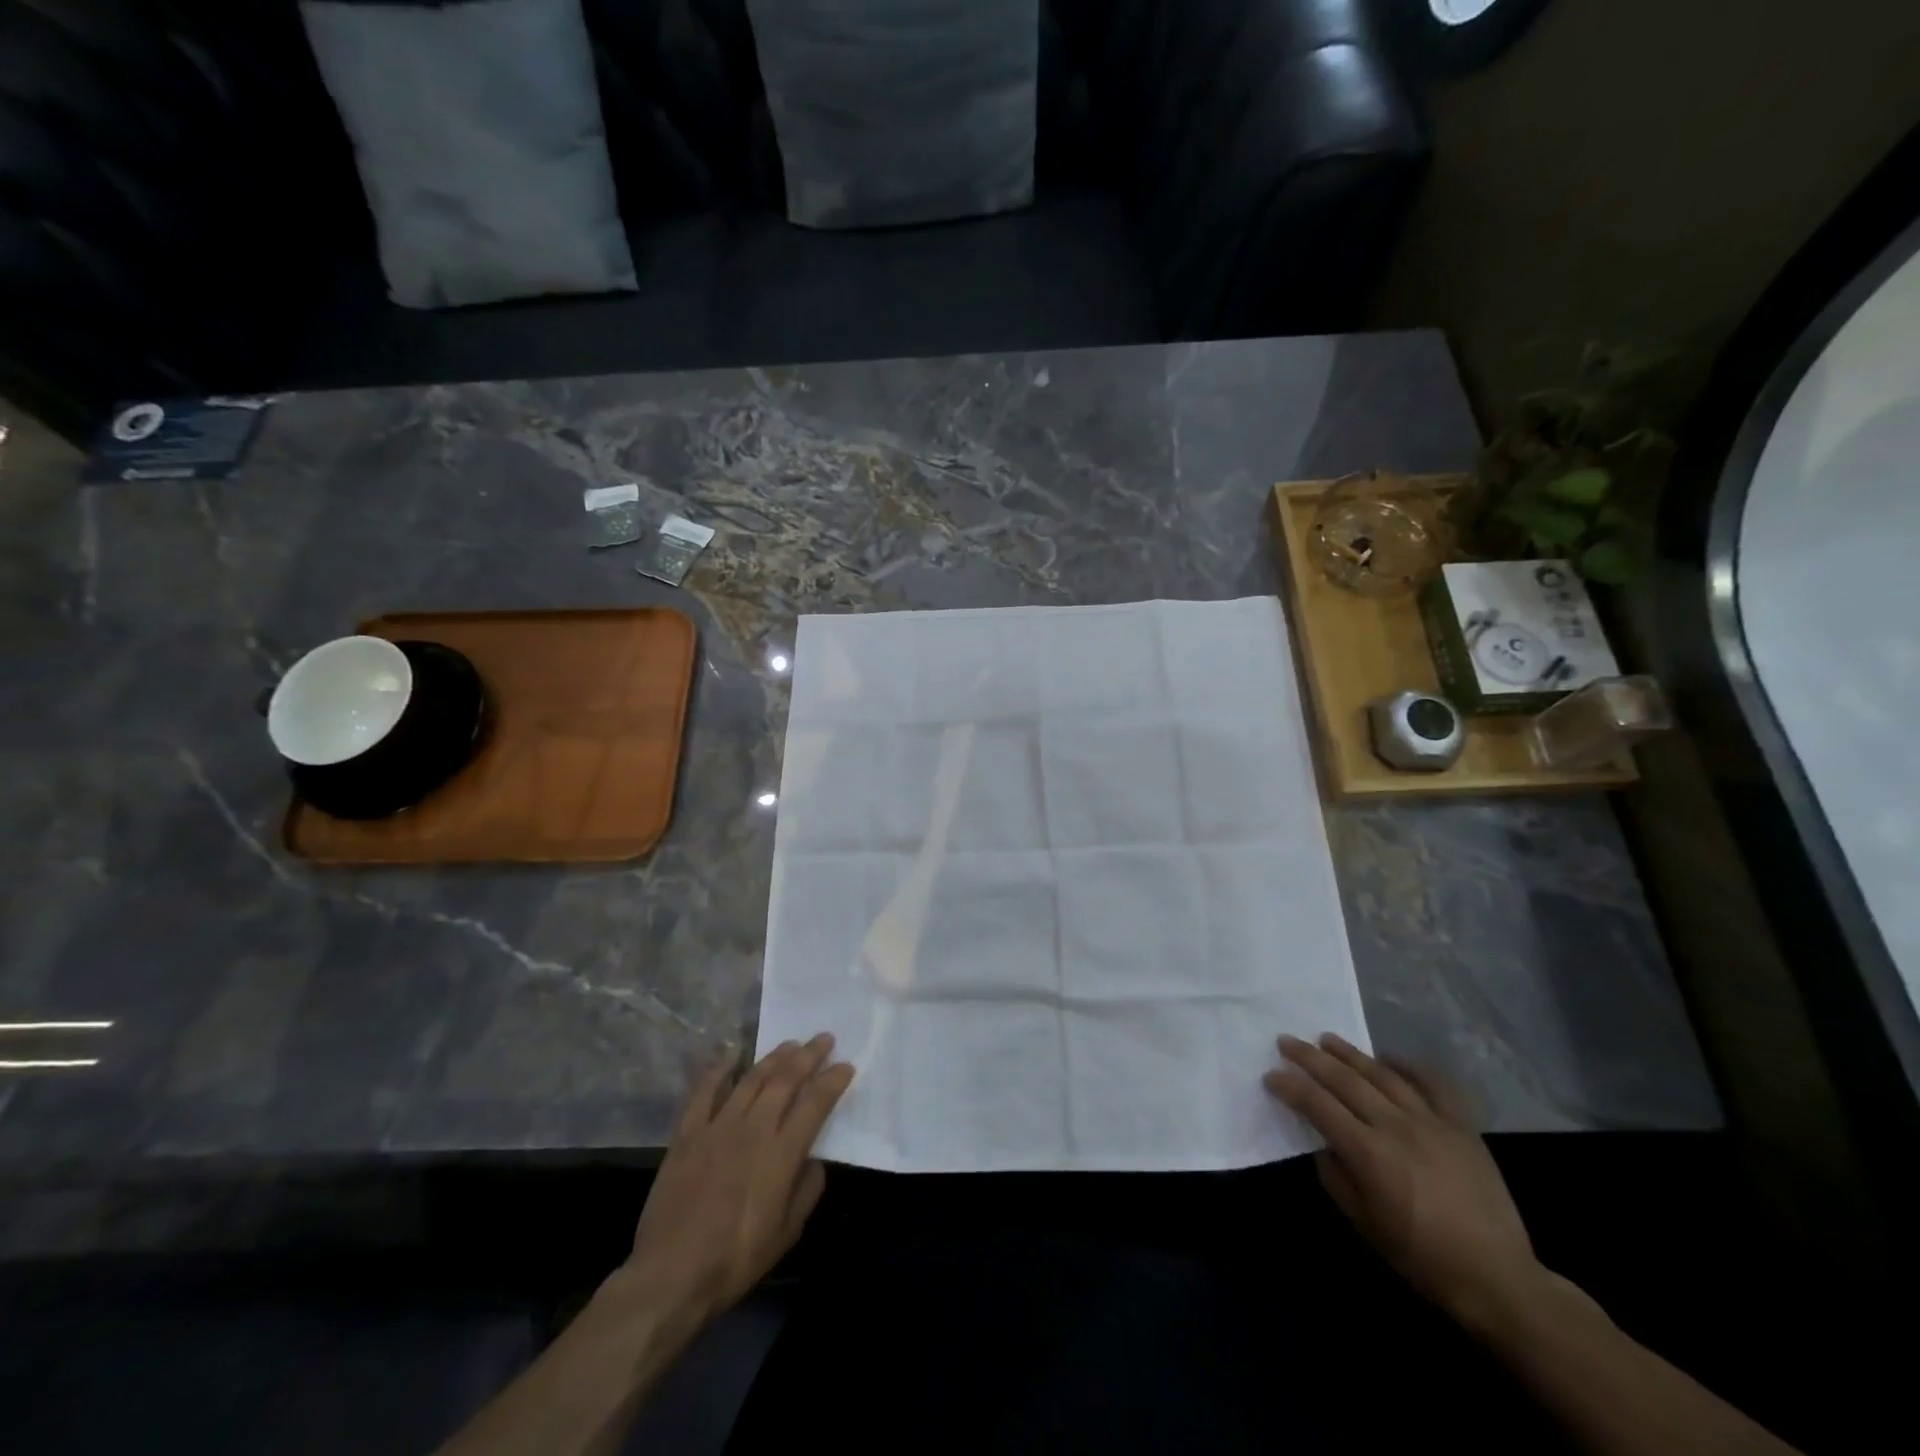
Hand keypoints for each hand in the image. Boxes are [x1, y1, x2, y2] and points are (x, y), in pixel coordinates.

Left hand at [616, 1034, 854, 1331]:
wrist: (671, 1275)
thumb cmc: (736, 1260)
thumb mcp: (787, 1233)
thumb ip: (807, 1191)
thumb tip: (815, 1161)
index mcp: (782, 1153)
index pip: (815, 1103)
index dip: (833, 1080)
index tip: (846, 1065)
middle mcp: (753, 1128)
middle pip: (786, 1079)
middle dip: (809, 1055)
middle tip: (824, 1039)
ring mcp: (717, 1126)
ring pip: (751, 1078)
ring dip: (774, 1057)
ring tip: (790, 1044)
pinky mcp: (687, 1133)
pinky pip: (704, 1091)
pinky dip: (719, 1069)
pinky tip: (731, 1054)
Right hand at [1265, 1033, 1541, 1331]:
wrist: (1498, 1277)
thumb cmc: (1421, 1257)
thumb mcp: (1364, 1224)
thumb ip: (1336, 1177)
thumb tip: (1324, 1145)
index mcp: (1369, 1153)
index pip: (1317, 1105)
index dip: (1290, 1087)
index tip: (1271, 1075)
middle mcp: (1396, 1126)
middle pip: (1345, 1080)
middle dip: (1310, 1058)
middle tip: (1287, 1041)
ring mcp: (1431, 1121)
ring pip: (1382, 1074)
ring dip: (1350, 1054)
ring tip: (1327, 1039)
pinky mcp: (1461, 1126)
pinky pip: (1432, 1084)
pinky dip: (1408, 1066)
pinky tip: (1388, 1059)